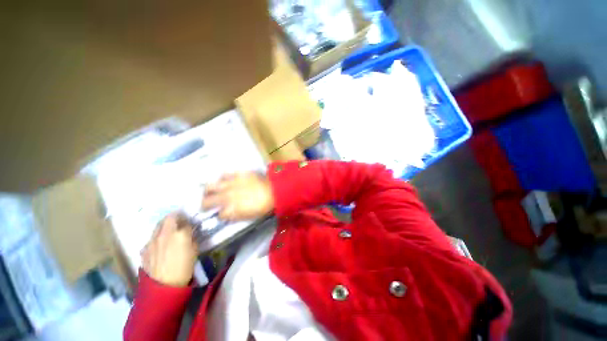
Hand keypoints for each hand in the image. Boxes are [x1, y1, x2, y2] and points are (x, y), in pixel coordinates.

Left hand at [141, 212, 197, 286]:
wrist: (163, 287)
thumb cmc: (184, 268)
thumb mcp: (194, 250)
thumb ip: (192, 238)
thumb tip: (190, 233)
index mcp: (180, 233)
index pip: (186, 220)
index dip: (189, 221)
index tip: (190, 222)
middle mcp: (164, 233)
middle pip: (169, 217)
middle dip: (175, 217)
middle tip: (180, 221)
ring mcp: (152, 241)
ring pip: (158, 226)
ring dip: (165, 226)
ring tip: (169, 232)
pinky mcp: (144, 249)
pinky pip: (151, 239)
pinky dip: (157, 239)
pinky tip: (160, 247)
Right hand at [202, 172, 273, 220]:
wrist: (273, 190)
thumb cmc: (264, 206)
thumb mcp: (250, 216)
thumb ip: (235, 216)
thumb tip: (227, 215)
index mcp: (230, 210)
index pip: (219, 215)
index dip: (220, 216)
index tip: (221, 215)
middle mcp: (226, 197)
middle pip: (207, 201)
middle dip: (204, 204)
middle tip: (205, 204)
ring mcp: (230, 184)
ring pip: (210, 186)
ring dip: (208, 190)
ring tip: (209, 190)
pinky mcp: (236, 174)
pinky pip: (224, 174)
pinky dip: (223, 177)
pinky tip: (225, 179)